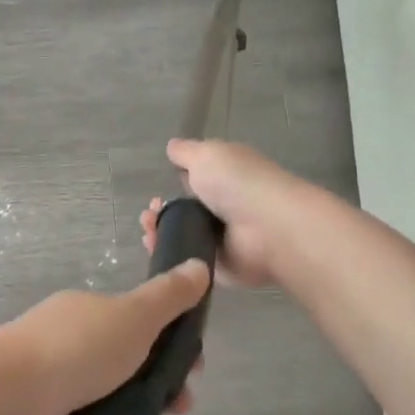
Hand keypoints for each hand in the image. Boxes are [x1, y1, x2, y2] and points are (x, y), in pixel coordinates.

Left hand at [0, 258, 210, 414]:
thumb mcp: (133, 316)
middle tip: (179, 411)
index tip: (196, 371)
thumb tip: (198, 265)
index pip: (139, 326)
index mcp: (87, 315)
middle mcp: (68, 346)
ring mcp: (52, 387)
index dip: (173, 347)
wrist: (6, 399)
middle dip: (163, 392)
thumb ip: (168, 297)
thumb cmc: (77, 350)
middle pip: (127, 369)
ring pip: (110, 407)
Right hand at [141, 139, 309, 288]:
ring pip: (180, 238)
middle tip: (149, 216)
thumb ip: (186, 152)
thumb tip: (172, 147)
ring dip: (159, 234)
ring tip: (149, 231)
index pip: (194, 183)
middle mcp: (223, 209)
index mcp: (224, 179)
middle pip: (183, 213)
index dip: (172, 187)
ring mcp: (220, 241)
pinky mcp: (216, 267)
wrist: (266, 228)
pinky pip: (186, 263)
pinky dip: (169, 257)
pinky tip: (156, 249)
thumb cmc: (238, 183)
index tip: (155, 194)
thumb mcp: (207, 154)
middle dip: (160, 213)